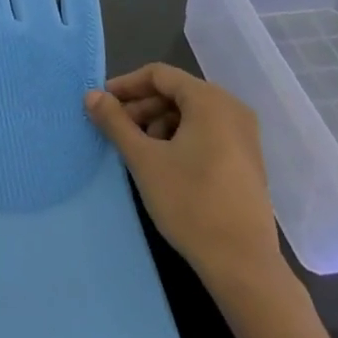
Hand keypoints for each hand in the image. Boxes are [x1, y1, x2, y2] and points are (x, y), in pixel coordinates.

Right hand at [85, 63, 287, 297]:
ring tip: (138, 150)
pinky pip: (206, 132)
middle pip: (176, 92)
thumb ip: (115, 122)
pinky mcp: (246, 159)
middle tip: (115, 129)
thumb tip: (91, 95)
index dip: (126, 85)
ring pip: (190, 114)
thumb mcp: (144, 159)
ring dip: (159, 123)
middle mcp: (232, 109)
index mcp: (210, 101)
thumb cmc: (190, 202)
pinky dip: (180, 137)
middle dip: (141, 107)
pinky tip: (163, 163)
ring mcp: (244, 135)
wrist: (242, 262)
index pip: (159, 75)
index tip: (102, 104)